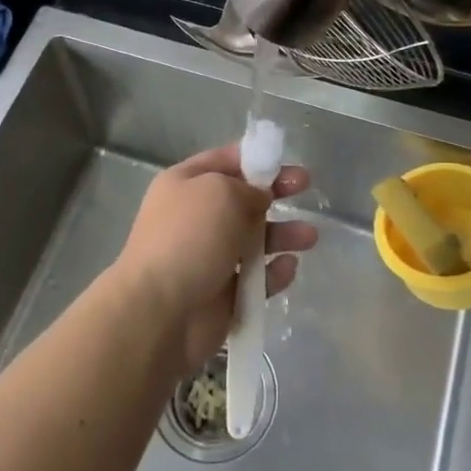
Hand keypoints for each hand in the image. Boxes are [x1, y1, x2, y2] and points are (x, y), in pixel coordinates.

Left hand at [110, 145, 319, 372]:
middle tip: (305, 188)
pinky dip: (274, 273)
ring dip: (283, 234)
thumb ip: (248, 189)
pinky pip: (255, 279)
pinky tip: (289, 267)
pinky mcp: (222, 294)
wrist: (160, 311)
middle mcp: (195, 217)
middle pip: (243, 199)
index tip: (286, 162)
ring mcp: (208, 257)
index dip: (256, 158)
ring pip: (254, 240)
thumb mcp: (221, 192)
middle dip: (275, 193)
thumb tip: (260, 200)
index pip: (224, 161)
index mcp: (184, 184)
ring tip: (310, 237)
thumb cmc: (189, 238)